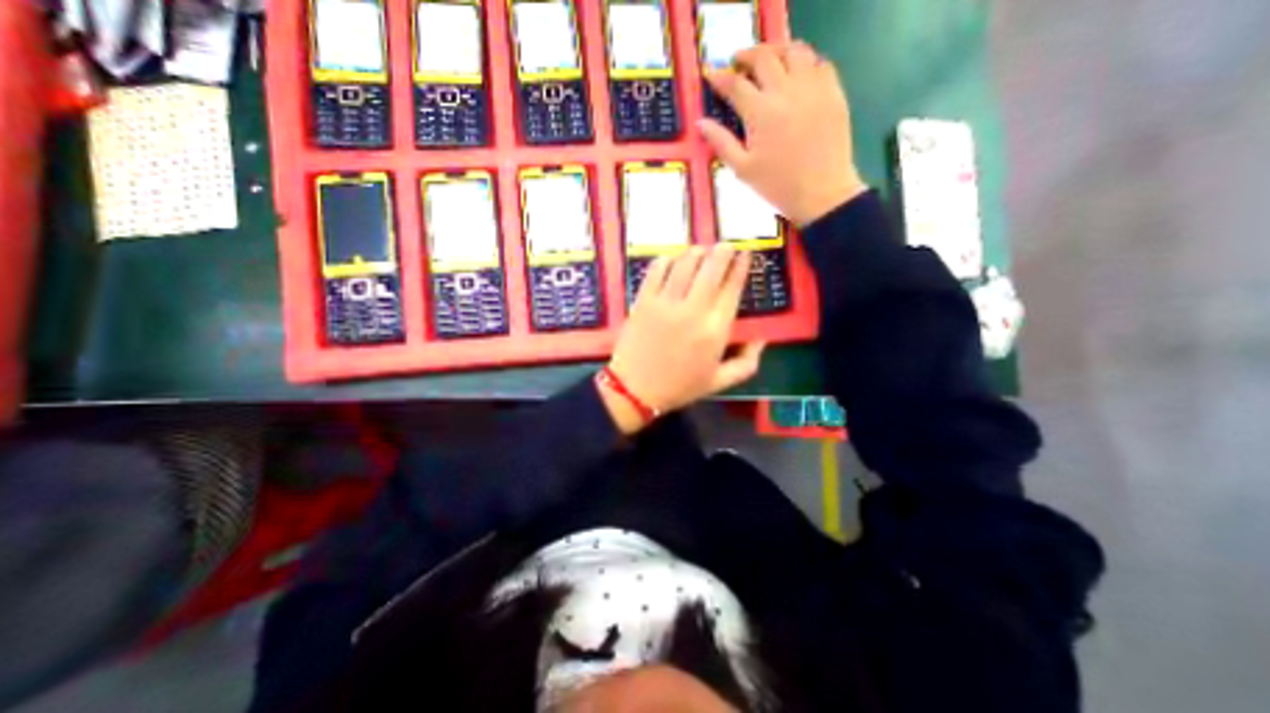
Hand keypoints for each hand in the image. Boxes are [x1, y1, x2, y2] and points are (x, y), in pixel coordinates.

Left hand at [603, 246, 768, 435]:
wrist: (635, 389)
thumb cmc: (679, 386)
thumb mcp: (719, 382)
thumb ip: (747, 362)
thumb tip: (763, 338)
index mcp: (715, 330)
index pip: (732, 288)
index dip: (741, 267)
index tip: (745, 255)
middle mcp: (693, 310)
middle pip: (711, 268)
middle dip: (722, 251)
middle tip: (726, 245)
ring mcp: (666, 303)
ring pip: (685, 264)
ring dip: (696, 252)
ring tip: (700, 251)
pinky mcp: (643, 300)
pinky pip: (656, 270)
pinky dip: (666, 260)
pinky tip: (671, 260)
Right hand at [700, 40, 869, 229]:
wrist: (822, 193)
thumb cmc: (778, 186)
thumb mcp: (743, 169)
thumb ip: (722, 142)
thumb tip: (701, 124)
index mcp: (761, 113)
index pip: (735, 84)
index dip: (719, 77)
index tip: (710, 73)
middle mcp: (787, 91)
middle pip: (764, 57)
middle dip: (746, 56)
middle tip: (737, 63)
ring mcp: (813, 88)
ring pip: (794, 50)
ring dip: (775, 51)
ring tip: (767, 61)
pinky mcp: (833, 91)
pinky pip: (818, 62)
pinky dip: (803, 61)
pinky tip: (795, 74)